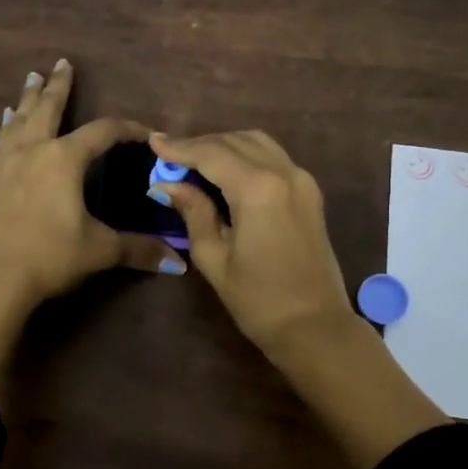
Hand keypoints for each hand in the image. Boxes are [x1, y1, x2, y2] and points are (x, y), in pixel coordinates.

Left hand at [0, 60, 182, 389]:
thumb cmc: (49, 257)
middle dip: (58, 86)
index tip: (144, 130)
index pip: (103, 132)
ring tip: (29, 80)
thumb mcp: (98, 251)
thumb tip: (178, 262)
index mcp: (64, 159)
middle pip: (48, 108)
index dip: (127, 128)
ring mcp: (3, 164)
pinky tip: (4, 128)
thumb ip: (138, 250)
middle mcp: (33, 151)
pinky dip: (6, 128)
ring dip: (26, 99)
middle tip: (61, 63)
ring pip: (18, 120)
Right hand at [150, 128, 447, 468]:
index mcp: (258, 188)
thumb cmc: (258, 300)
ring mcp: (302, 180)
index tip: (153, 142)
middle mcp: (284, 173)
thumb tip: (169, 185)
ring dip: (225, 146)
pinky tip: (226, 172)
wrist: (314, 326)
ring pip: (257, 143)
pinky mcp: (310, 192)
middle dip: (200, 145)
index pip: (212, 153)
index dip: (180, 147)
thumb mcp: (214, 258)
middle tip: (170, 157)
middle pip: (235, 141)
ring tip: (195, 162)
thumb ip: (193, 212)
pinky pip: (273, 158)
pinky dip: (246, 155)